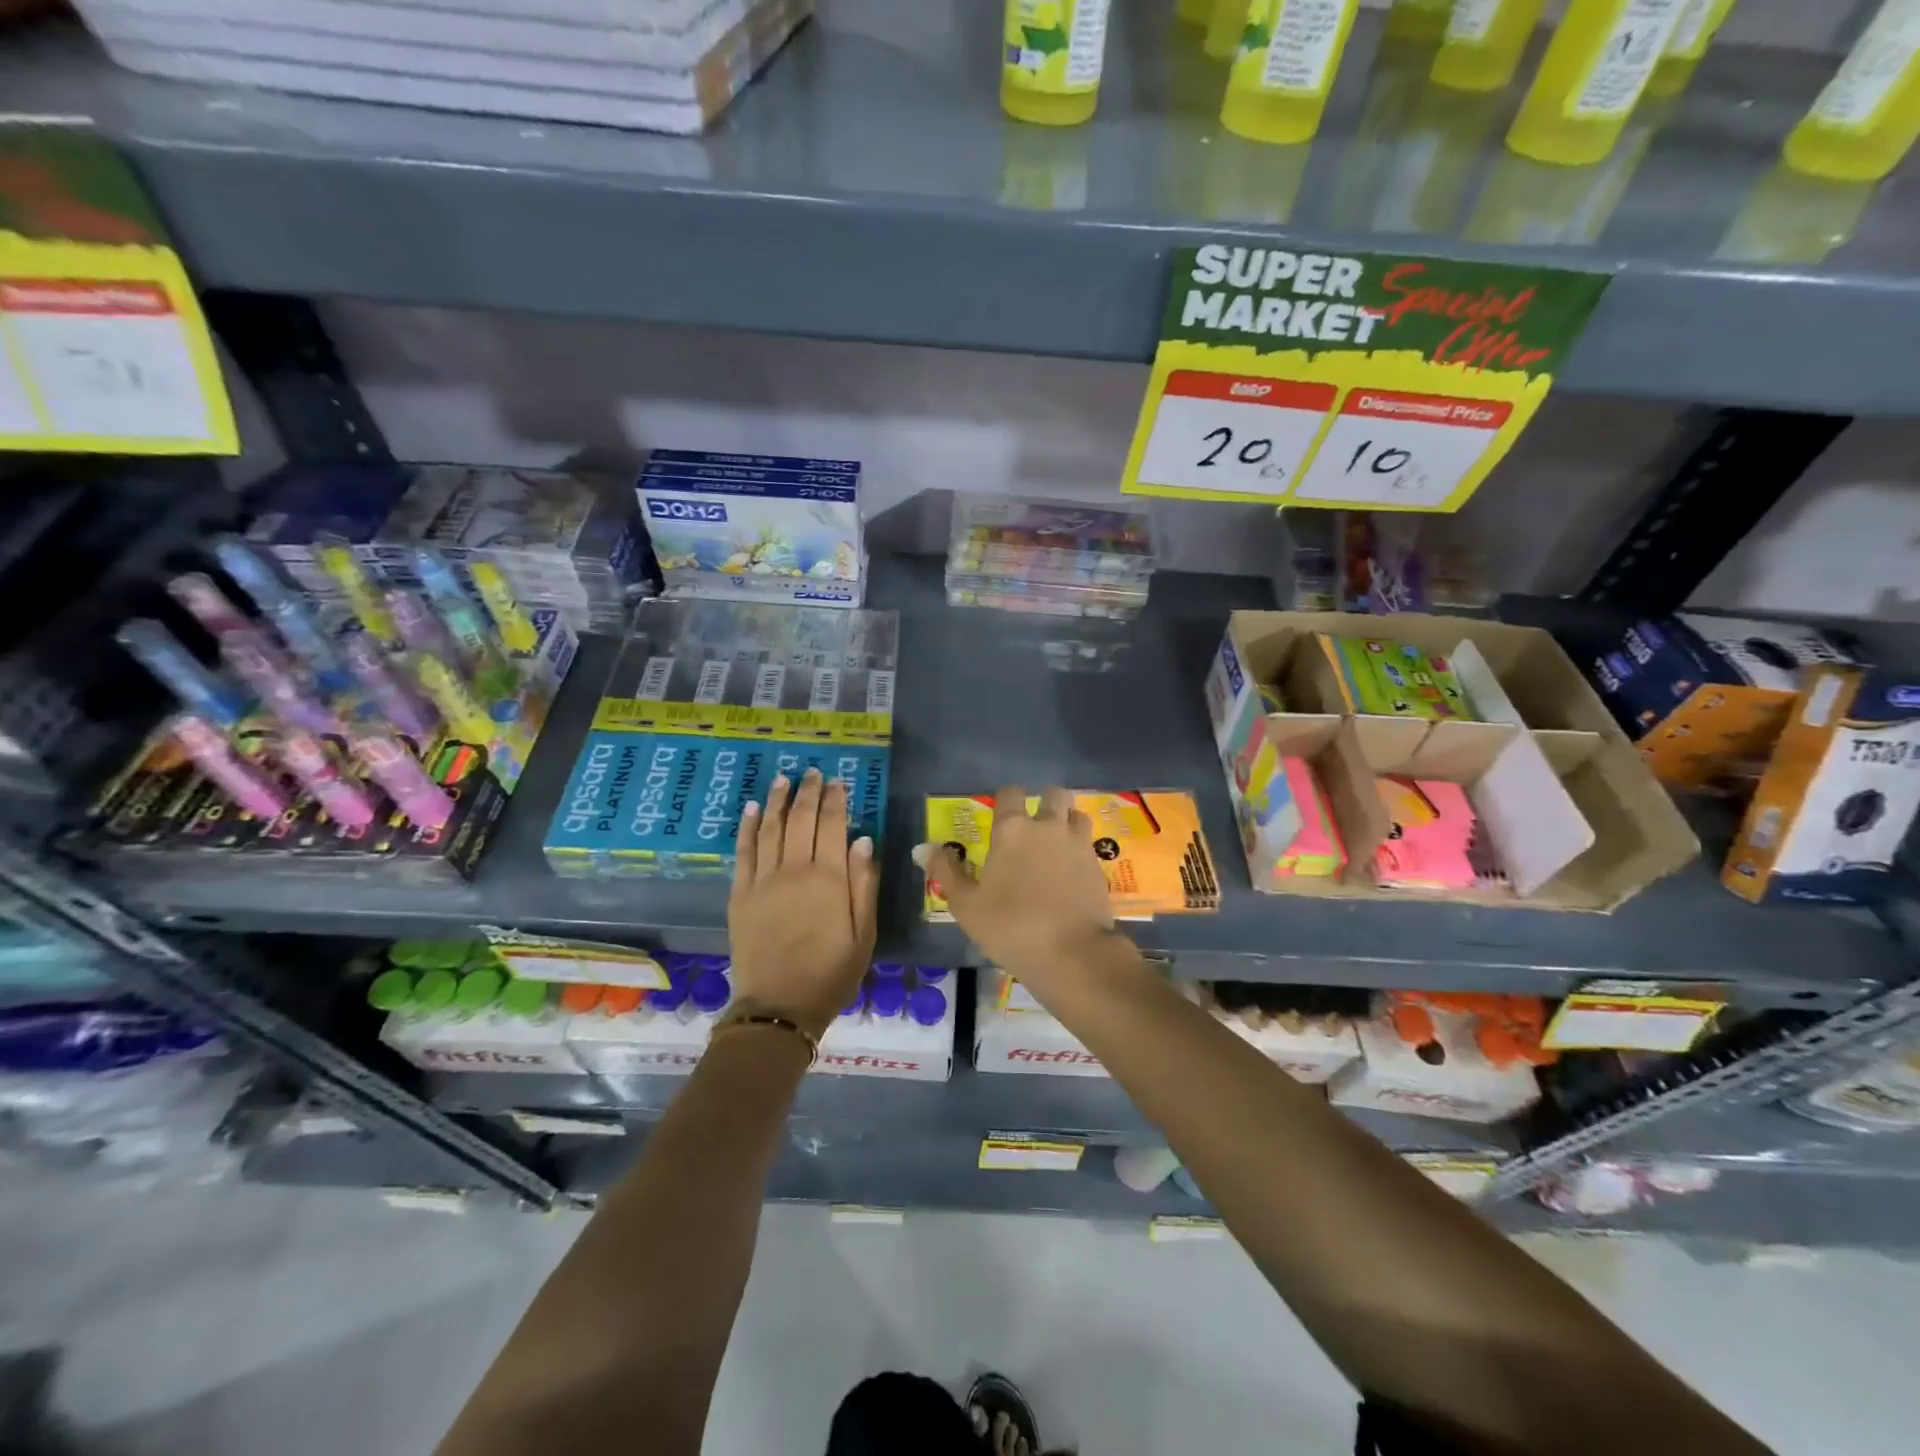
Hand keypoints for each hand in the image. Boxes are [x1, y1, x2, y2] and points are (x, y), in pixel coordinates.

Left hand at [727, 768, 878, 1040]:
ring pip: (770, 829)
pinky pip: (743, 852)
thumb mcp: (864, 935)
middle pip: (799, 820)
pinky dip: (747, 828)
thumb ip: (864, 885)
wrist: (780, 1007)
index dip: (835, 800)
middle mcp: (794, 870)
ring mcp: (763, 881)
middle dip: (807, 792)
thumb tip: (862, 840)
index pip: (832, 826)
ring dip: (776, 801)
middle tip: (811, 773)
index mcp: (829, 879)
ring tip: (782, 779)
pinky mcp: (740, 894)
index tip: (837, 782)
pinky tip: (751, 810)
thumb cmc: (831, 973)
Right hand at [913, 784, 1117, 993]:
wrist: (1073, 954)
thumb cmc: (1010, 927)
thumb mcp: (967, 904)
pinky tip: (1070, 871)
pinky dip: (1080, 849)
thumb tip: (921, 848)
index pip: (1010, 793)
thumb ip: (946, 871)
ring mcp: (1078, 844)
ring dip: (1067, 821)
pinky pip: (1088, 844)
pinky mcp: (1098, 866)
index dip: (1005, 800)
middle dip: (1044, 803)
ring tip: (1055, 844)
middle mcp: (1048, 826)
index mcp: (1012, 829)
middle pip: (1053, 794)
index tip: (999, 819)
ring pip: (1076, 814)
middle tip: (1032, 827)